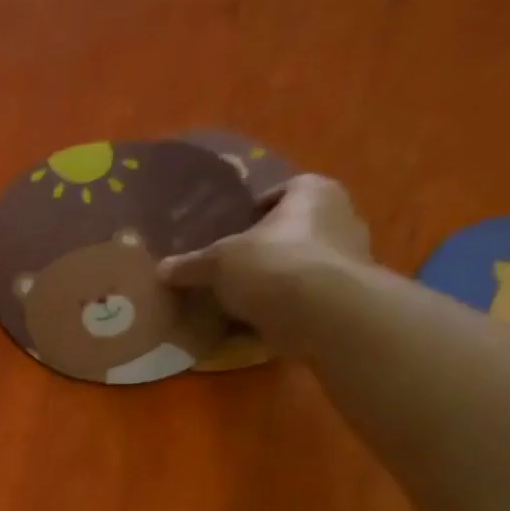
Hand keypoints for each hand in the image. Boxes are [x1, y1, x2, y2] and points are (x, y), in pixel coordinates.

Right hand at [158, 174, 370, 332]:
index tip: (234, 227)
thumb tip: (161, 269)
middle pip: (295, 228)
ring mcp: (348, 259)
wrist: (321, 314)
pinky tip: (256, 322)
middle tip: (232, 265)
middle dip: (266, 245)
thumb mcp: (217, 262)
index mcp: (313, 193)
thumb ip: (190, 265)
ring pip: (301, 264)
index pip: (287, 189)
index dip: (259, 207)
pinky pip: (306, 296)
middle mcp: (340, 217)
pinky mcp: (345, 296)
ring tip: (240, 298)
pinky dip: (284, 307)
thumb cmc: (272, 265)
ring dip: (276, 278)